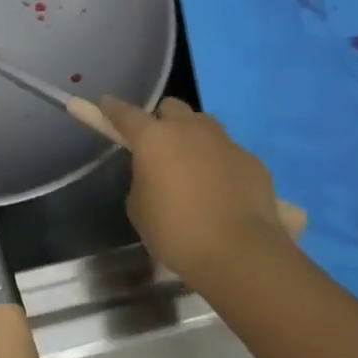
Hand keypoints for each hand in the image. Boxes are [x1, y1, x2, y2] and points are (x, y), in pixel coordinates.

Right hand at [100, 96, 294, 284]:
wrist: (240, 253)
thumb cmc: (177, 233)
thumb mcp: (140, 209)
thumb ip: (142, 181)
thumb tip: (154, 176)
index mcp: (153, 138)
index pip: (125, 113)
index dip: (112, 109)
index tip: (106, 104)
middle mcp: (188, 129)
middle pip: (171, 108)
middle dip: (162, 121)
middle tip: (160, 148)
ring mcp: (224, 141)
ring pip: (203, 124)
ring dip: (194, 138)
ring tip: (194, 168)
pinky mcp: (252, 160)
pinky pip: (229, 152)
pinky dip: (221, 164)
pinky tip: (223, 191)